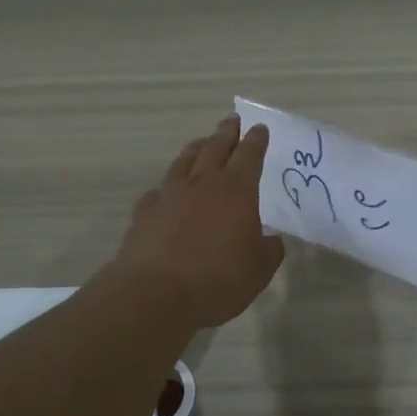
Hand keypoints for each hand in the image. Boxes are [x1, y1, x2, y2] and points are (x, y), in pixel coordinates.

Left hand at [113, 114, 285, 328]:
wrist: (156, 294)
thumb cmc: (218, 280)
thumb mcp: (258, 270)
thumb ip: (268, 250)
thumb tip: (271, 240)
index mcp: (237, 191)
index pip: (249, 155)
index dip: (256, 140)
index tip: (259, 128)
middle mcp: (203, 184)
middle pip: (215, 147)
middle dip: (226, 133)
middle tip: (231, 120)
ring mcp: (170, 194)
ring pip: (185, 161)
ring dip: (196, 148)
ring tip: (202, 143)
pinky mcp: (145, 211)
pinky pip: (160, 189)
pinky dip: (169, 186)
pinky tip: (168, 191)